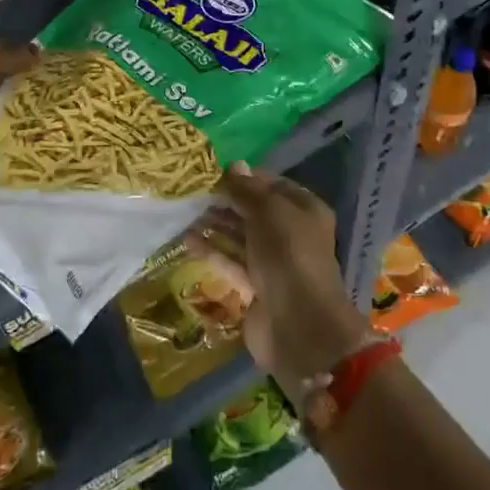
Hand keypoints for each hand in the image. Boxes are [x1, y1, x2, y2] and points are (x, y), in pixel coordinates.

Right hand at [185, 164, 371, 395]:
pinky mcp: (256, 286)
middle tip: (193, 192)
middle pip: (254, 211)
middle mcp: (291, 233)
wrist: (298, 324)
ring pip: (241, 236)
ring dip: (215, 225)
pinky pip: (231, 261)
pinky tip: (187, 240)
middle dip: (226, 201)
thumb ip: (248, 190)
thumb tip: (233, 165)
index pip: (272, 185)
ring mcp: (274, 262)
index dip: (245, 178)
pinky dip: (212, 251)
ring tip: (185, 213)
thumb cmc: (288, 255)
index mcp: (304, 210)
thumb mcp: (269, 212)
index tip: (213, 172)